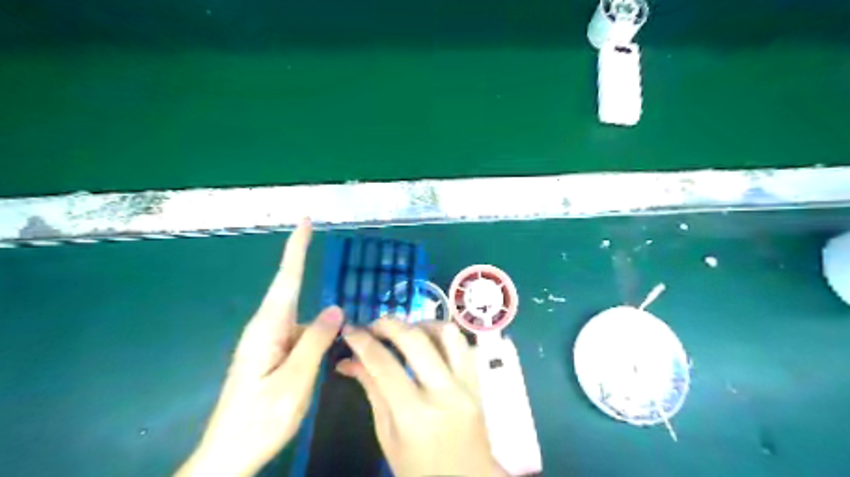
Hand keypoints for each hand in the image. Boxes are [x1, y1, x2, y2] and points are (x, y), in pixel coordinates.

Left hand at [175, 220, 341, 476]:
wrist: (229, 456)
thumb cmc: (260, 419)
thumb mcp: (295, 381)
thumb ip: (315, 342)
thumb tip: (336, 307)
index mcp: (267, 328)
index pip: (286, 278)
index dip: (297, 248)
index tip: (306, 221)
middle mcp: (266, 328)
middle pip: (293, 291)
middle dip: (308, 268)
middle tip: (333, 258)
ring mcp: (268, 343)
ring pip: (302, 317)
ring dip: (322, 315)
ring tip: (345, 325)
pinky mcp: (273, 355)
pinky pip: (301, 334)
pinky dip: (318, 333)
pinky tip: (332, 344)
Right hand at [337, 317, 502, 476]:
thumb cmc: (419, 470)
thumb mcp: (387, 437)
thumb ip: (372, 391)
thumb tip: (349, 361)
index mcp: (415, 415)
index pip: (384, 365)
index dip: (362, 342)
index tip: (349, 330)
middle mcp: (444, 393)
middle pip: (416, 340)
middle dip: (389, 324)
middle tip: (373, 325)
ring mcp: (467, 385)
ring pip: (447, 333)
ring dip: (421, 324)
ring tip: (404, 331)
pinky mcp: (479, 382)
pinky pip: (463, 345)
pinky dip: (443, 336)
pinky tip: (428, 342)